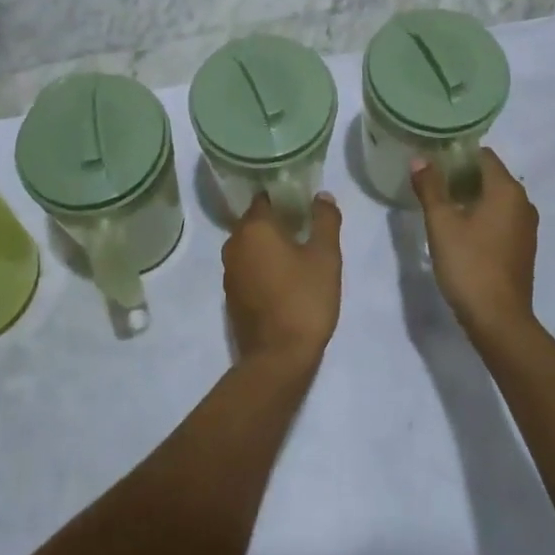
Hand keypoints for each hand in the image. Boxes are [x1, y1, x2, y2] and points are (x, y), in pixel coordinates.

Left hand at [222, 193, 341, 368]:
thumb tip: (322, 196)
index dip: (284, 197)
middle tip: (305, 228)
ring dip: (268, 245)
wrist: (278, 358)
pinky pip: (246, 267)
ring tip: (297, 253)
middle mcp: (234, 244)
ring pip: (249, 245)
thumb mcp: (325, 257)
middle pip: (255, 221)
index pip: (264, 198)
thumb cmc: (304, 300)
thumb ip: (325, 220)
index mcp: (254, 228)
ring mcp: (228, 271)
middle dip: (277, 221)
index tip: (303, 203)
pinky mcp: (230, 296)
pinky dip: (261, 266)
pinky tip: (283, 278)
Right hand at [412, 149, 538, 342]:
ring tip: (441, 204)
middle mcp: (523, 202)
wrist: (499, 320)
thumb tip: (420, 159)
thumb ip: (430, 187)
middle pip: (490, 175)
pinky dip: (482, 215)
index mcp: (507, 190)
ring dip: (470, 196)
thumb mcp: (441, 223)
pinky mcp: (523, 247)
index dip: (457, 154)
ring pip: (495, 198)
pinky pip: (501, 218)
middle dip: (461, 175)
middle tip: (431, 182)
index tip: (432, 161)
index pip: (483, 155)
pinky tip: (460, 229)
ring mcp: (526, 227)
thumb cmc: (469, 264)